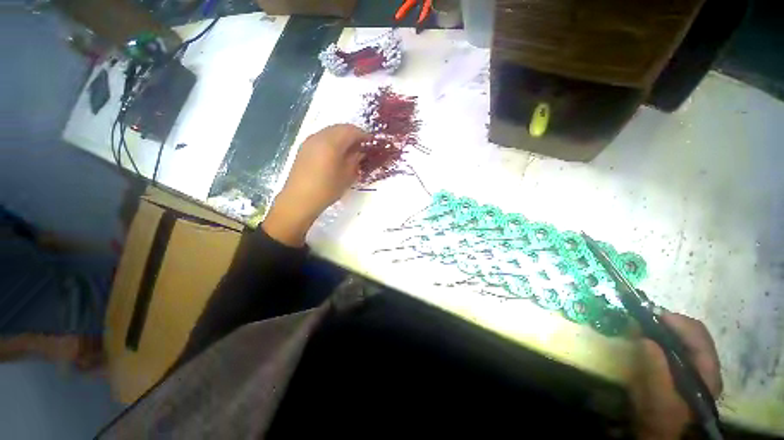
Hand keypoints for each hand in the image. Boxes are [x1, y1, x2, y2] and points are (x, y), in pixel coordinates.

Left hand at [262, 124, 367, 246]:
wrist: (299, 200)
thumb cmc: (327, 189)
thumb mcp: (347, 176)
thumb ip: (355, 160)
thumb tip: (360, 152)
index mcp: (331, 143)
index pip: (352, 130)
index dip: (364, 135)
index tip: (372, 143)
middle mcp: (319, 136)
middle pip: (340, 127)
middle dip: (353, 134)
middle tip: (362, 146)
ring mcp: (310, 141)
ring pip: (330, 131)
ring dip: (343, 137)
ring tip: (350, 150)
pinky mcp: (304, 147)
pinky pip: (322, 137)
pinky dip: (332, 141)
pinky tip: (336, 153)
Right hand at [630, 312, 722, 439]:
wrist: (658, 429)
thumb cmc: (659, 414)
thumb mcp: (656, 394)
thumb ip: (655, 367)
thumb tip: (645, 337)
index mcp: (707, 374)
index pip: (698, 338)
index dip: (677, 323)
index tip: (651, 314)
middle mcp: (707, 366)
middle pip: (694, 333)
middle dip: (670, 322)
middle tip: (645, 317)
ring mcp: (697, 367)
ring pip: (686, 337)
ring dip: (666, 327)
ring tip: (644, 323)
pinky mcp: (685, 367)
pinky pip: (677, 344)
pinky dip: (663, 335)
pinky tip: (649, 335)